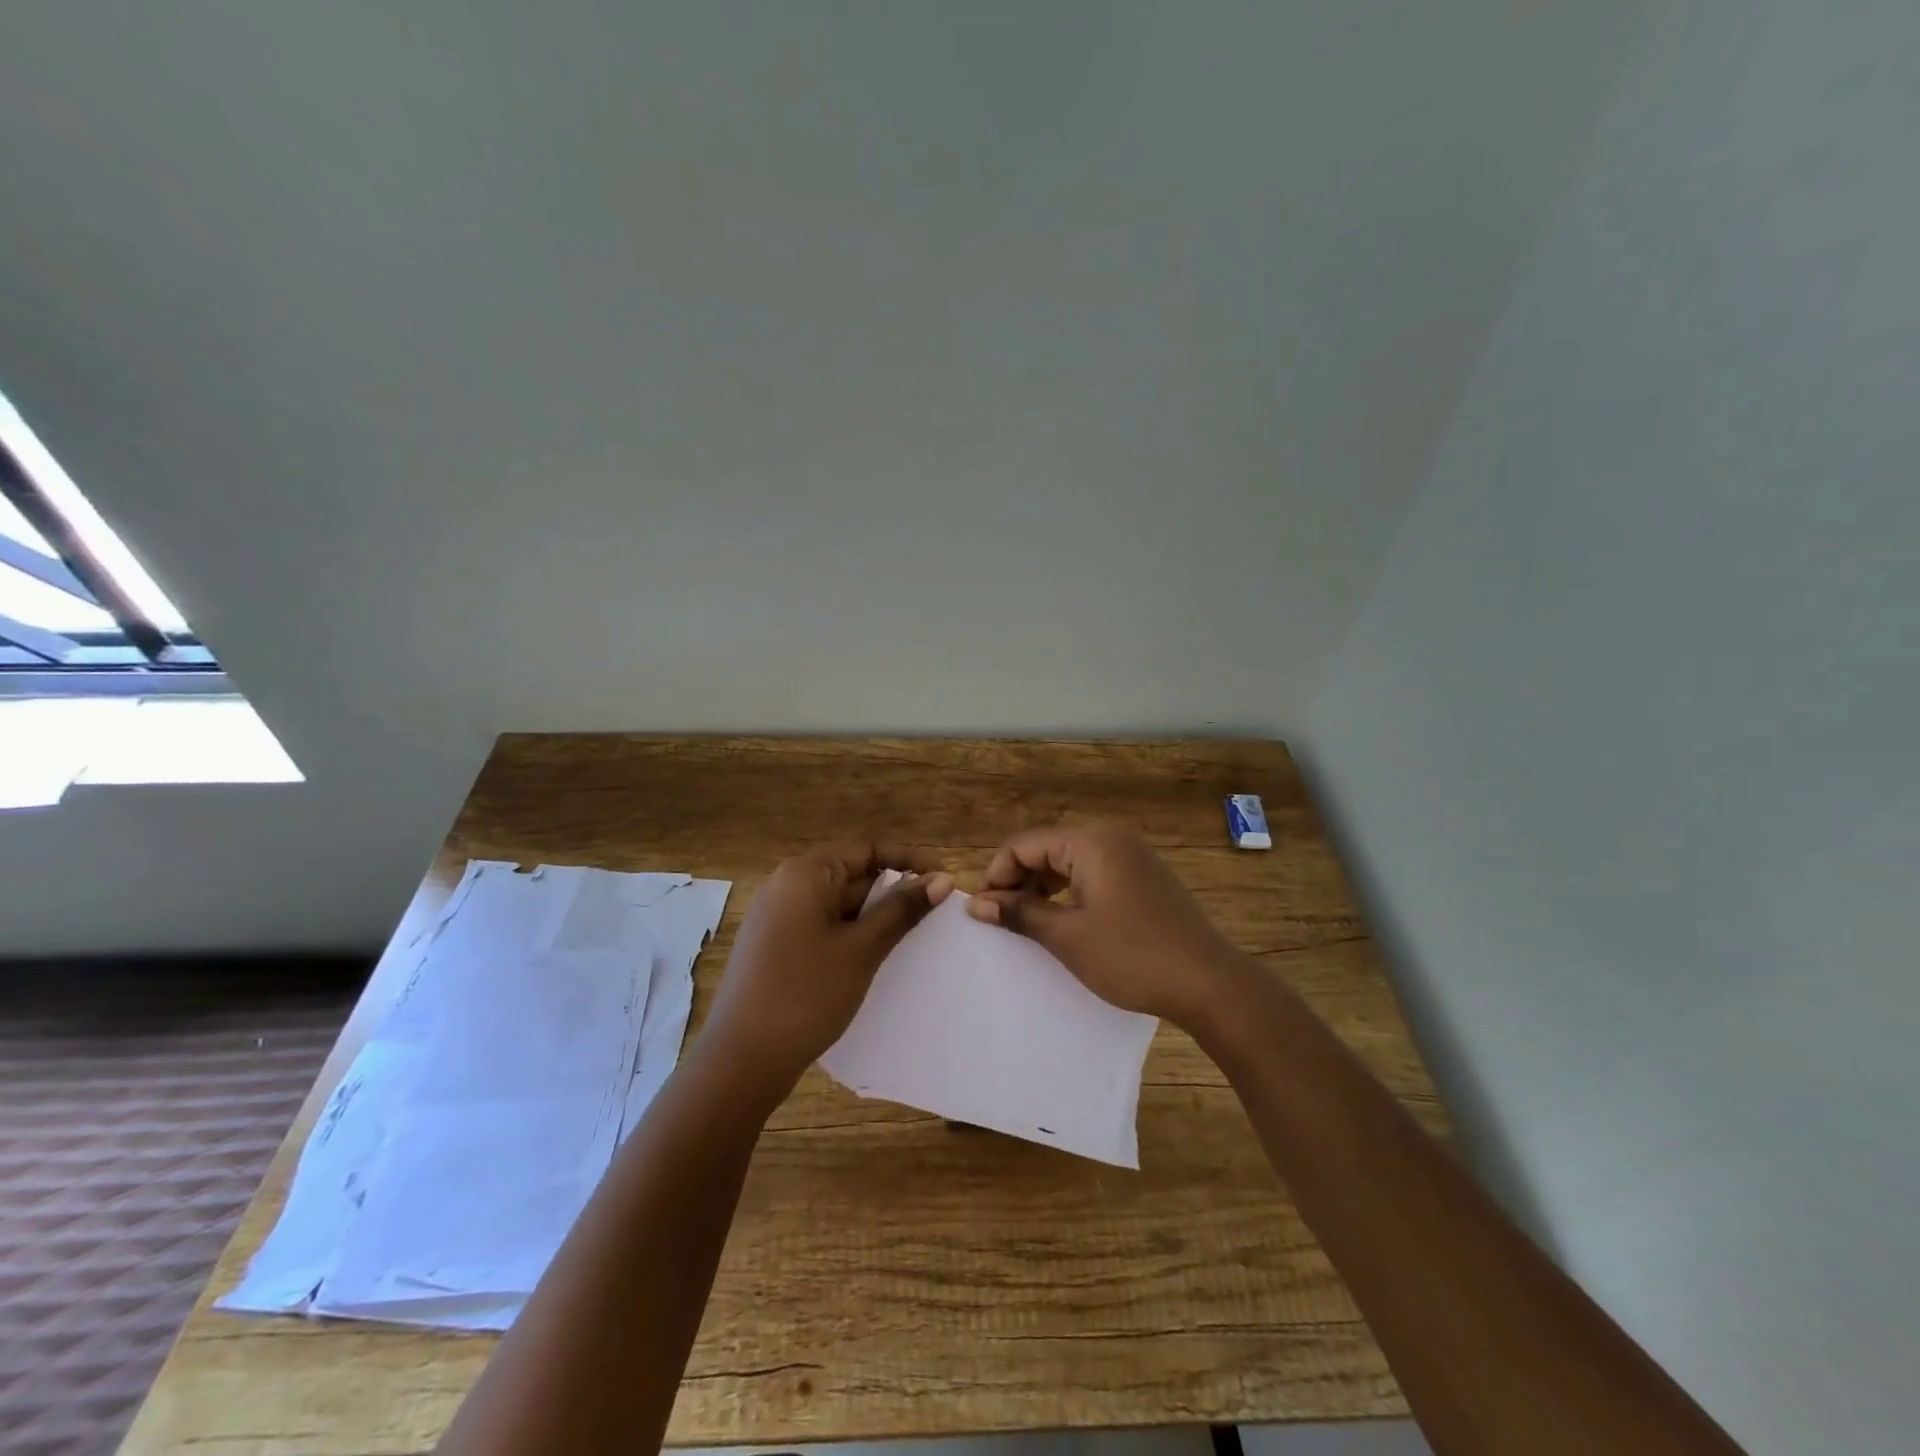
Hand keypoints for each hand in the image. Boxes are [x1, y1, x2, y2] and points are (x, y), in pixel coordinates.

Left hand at [701, 842, 953, 1097]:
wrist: (741, 1060)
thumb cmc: (806, 994)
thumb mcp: (862, 949)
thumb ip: (902, 909)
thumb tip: (941, 879)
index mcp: (805, 874)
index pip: (866, 850)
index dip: (908, 860)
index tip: (943, 878)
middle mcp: (786, 886)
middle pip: (851, 874)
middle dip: (892, 891)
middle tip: (934, 912)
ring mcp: (776, 917)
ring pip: (837, 903)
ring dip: (874, 915)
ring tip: (912, 935)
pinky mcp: (774, 945)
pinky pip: (822, 925)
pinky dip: (851, 933)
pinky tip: (874, 957)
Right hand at [967, 825, 1242, 1030]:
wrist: (1209, 983)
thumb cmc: (1131, 956)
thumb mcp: (1067, 937)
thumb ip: (1020, 913)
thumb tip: (976, 904)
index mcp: (1090, 842)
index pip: (1024, 844)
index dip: (996, 874)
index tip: (981, 911)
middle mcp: (1111, 838)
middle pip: (1047, 848)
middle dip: (1019, 880)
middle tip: (1001, 919)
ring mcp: (1132, 857)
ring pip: (1069, 862)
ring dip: (1042, 887)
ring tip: (1028, 922)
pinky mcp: (1144, 878)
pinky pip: (1093, 874)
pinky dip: (1070, 892)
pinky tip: (1064, 920)